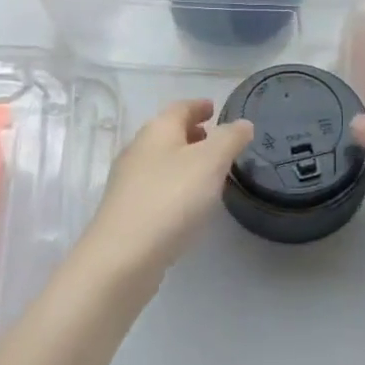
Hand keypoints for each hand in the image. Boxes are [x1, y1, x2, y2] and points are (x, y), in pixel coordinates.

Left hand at [77, 99, 253, 290]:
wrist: (121, 258)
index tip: (214, 108)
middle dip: (192, 134)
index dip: (199, 106)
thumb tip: (242, 124)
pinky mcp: (126, 212)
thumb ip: (230, 139)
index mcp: (158, 130)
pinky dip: (175, 185)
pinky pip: (156, 187)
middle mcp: (138, 150)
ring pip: (161, 161)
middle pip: (168, 133)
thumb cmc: (171, 198)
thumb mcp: (211, 162)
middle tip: (216, 140)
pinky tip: (188, 204)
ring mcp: (128, 182)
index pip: (180, 108)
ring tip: (208, 172)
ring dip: (184, 161)